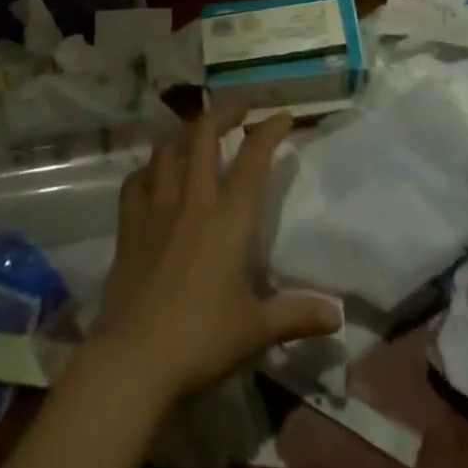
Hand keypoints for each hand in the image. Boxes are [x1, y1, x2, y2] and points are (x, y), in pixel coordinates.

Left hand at [89, 102, 341, 404]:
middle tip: (240, 107)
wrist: (134, 360)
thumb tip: (338, 314)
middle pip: (204, 135)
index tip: (283, 115)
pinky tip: (154, 173)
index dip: (269, 130)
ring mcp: (156, 208)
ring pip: (167, 149)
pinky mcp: (129, 225)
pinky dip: (148, 169)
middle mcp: (192, 200)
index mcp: (228, 219)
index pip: (253, 159)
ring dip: (184, 132)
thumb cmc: (202, 341)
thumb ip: (297, 315)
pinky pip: (136, 181)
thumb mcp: (257, 330)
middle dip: (224, 112)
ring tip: (197, 131)